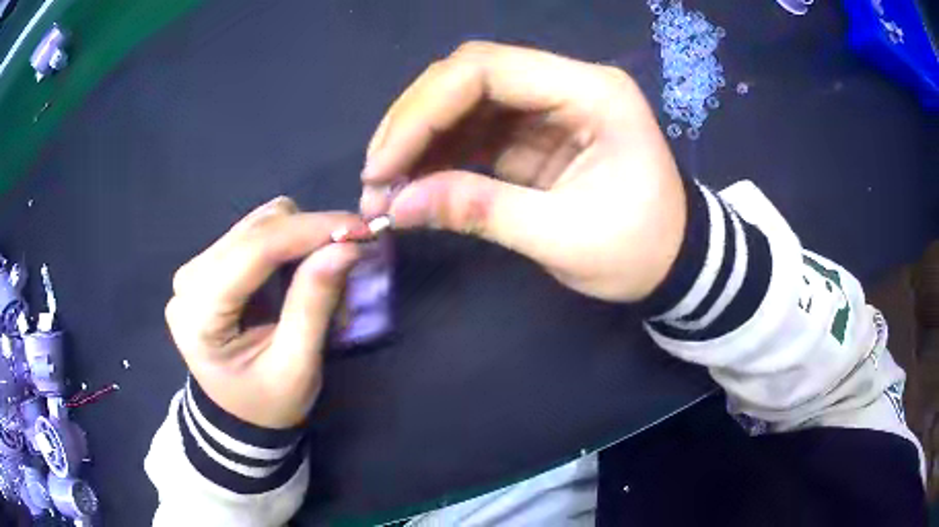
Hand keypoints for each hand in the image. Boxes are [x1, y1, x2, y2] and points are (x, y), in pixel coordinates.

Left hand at [165, 197, 360, 428]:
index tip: (360, 228)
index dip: (308, 231)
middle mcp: (189, 280)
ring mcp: (196, 269)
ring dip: (300, 239)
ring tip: (323, 273)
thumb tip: (346, 247)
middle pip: (256, 229)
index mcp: (199, 314)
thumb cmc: (267, 403)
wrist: (240, 415)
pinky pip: (255, 233)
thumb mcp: (296, 368)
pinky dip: (288, 244)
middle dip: (309, 235)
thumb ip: (314, 305)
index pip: (253, 250)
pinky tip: (299, 271)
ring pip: (258, 223)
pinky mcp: (209, 265)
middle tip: (352, 255)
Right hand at [361, 42, 685, 301]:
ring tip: (385, 188)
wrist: (677, 262)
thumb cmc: (641, 250)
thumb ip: (481, 211)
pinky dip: (439, 155)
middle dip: (413, 123)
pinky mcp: (536, 133)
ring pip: (464, 102)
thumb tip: (398, 206)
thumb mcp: (566, 236)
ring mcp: (549, 106)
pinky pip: (475, 131)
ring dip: (419, 141)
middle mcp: (566, 83)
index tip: (383, 163)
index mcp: (591, 92)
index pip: (486, 70)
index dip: (423, 111)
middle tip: (375, 177)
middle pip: (467, 77)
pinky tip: (414, 185)